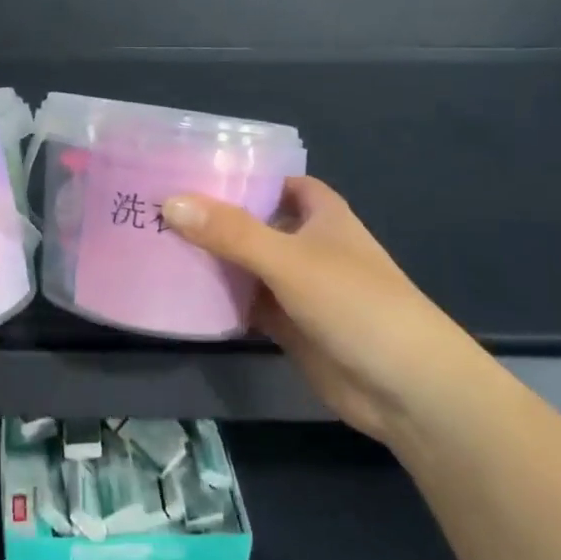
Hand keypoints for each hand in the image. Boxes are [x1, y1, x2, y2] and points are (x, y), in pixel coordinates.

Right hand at [163, 178, 489, 441]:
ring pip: (245, 263)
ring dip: (210, 259)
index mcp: (318, 213)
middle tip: (153, 207)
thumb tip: (169, 203)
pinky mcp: (288, 324)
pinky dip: (218, 299)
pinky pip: (245, 302)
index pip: (273, 179)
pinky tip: (178, 293)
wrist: (407, 389)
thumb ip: (231, 232)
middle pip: (251, 221)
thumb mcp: (290, 260)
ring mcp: (296, 285)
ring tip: (153, 244)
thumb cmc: (356, 303)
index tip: (188, 170)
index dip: (237, 174)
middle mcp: (306, 243)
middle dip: (211, 217)